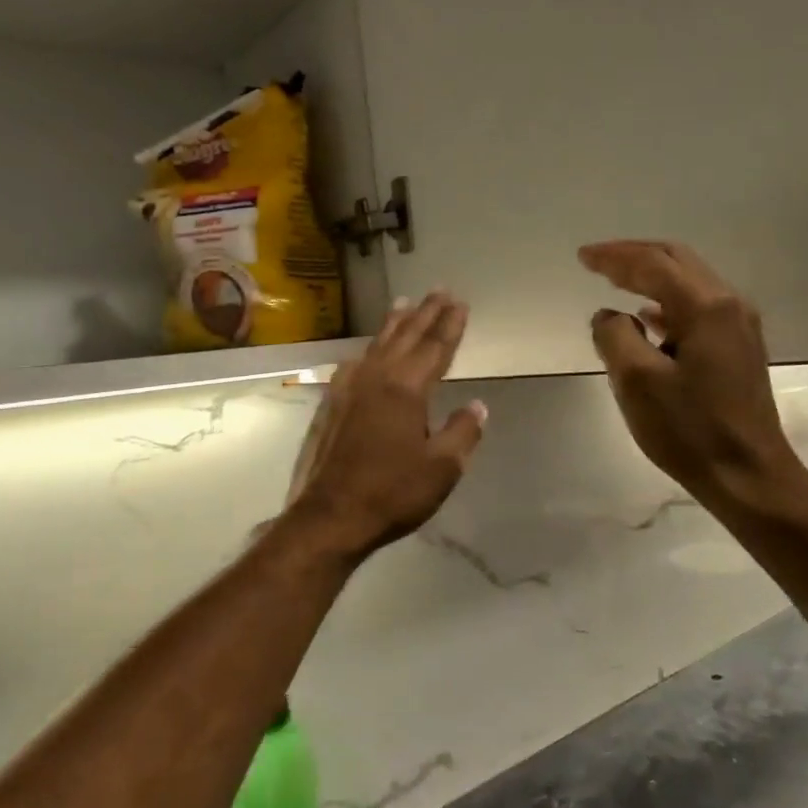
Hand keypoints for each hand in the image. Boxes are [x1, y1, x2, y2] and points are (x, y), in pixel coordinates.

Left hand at [283, 292, 487, 561]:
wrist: (329, 516)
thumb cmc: (391, 492)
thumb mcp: (442, 468)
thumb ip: (462, 432)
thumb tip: (478, 405)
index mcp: (406, 389)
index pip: (435, 348)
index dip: (450, 326)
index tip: (461, 303)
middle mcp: (375, 378)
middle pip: (405, 337)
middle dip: (425, 313)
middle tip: (439, 290)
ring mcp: (348, 389)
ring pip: (376, 345)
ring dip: (394, 324)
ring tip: (404, 304)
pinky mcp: (330, 405)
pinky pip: (355, 364)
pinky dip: (368, 350)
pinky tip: (365, 352)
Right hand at [580, 241, 800, 505]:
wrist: (748, 475)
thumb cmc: (690, 430)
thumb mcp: (637, 382)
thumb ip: (614, 337)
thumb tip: (608, 315)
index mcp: (706, 306)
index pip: (653, 264)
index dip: (614, 257)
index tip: (582, 257)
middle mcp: (729, 305)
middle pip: (677, 261)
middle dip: (635, 257)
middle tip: (597, 261)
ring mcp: (739, 327)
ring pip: (690, 284)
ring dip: (652, 277)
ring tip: (616, 281)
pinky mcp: (740, 349)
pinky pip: (699, 309)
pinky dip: (668, 304)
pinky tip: (648, 318)